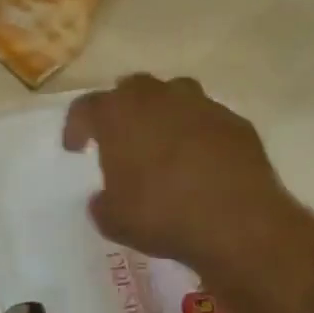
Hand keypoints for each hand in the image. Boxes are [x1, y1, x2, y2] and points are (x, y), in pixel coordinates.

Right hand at [63, 74, 312, 296]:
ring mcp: (202, 106)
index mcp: (118, 115)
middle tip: (119, 137)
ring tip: (161, 142)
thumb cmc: (161, 215)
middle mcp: (158, 98)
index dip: (76, 127)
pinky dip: (198, 133)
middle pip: (131, 89)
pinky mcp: (237, 122)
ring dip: (162, 113)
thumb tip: (105, 198)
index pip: (85, 107)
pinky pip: (207, 119)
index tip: (76, 149)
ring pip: (174, 95)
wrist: (237, 223)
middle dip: (121, 109)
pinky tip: (199, 161)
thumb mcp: (112, 220)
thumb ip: (102, 202)